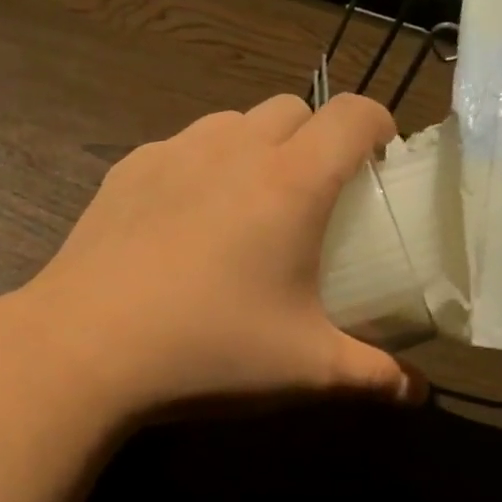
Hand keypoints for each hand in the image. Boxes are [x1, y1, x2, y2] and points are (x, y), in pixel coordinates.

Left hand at [4, 93, 424, 416]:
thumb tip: (418, 393)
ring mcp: (171, 154)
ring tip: (246, 205)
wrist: (83, 346)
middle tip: (314, 196)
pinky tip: (182, 221)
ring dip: (254, 147)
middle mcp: (232, 149)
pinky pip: (178, 148)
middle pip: (292, 108)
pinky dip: (198, 166)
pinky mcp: (125, 171)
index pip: (353, 114)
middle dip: (315, 138)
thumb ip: (372, 375)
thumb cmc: (208, 349)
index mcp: (290, 182)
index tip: (382, 161)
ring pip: (231, 122)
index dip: (379, 126)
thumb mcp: (305, 369)